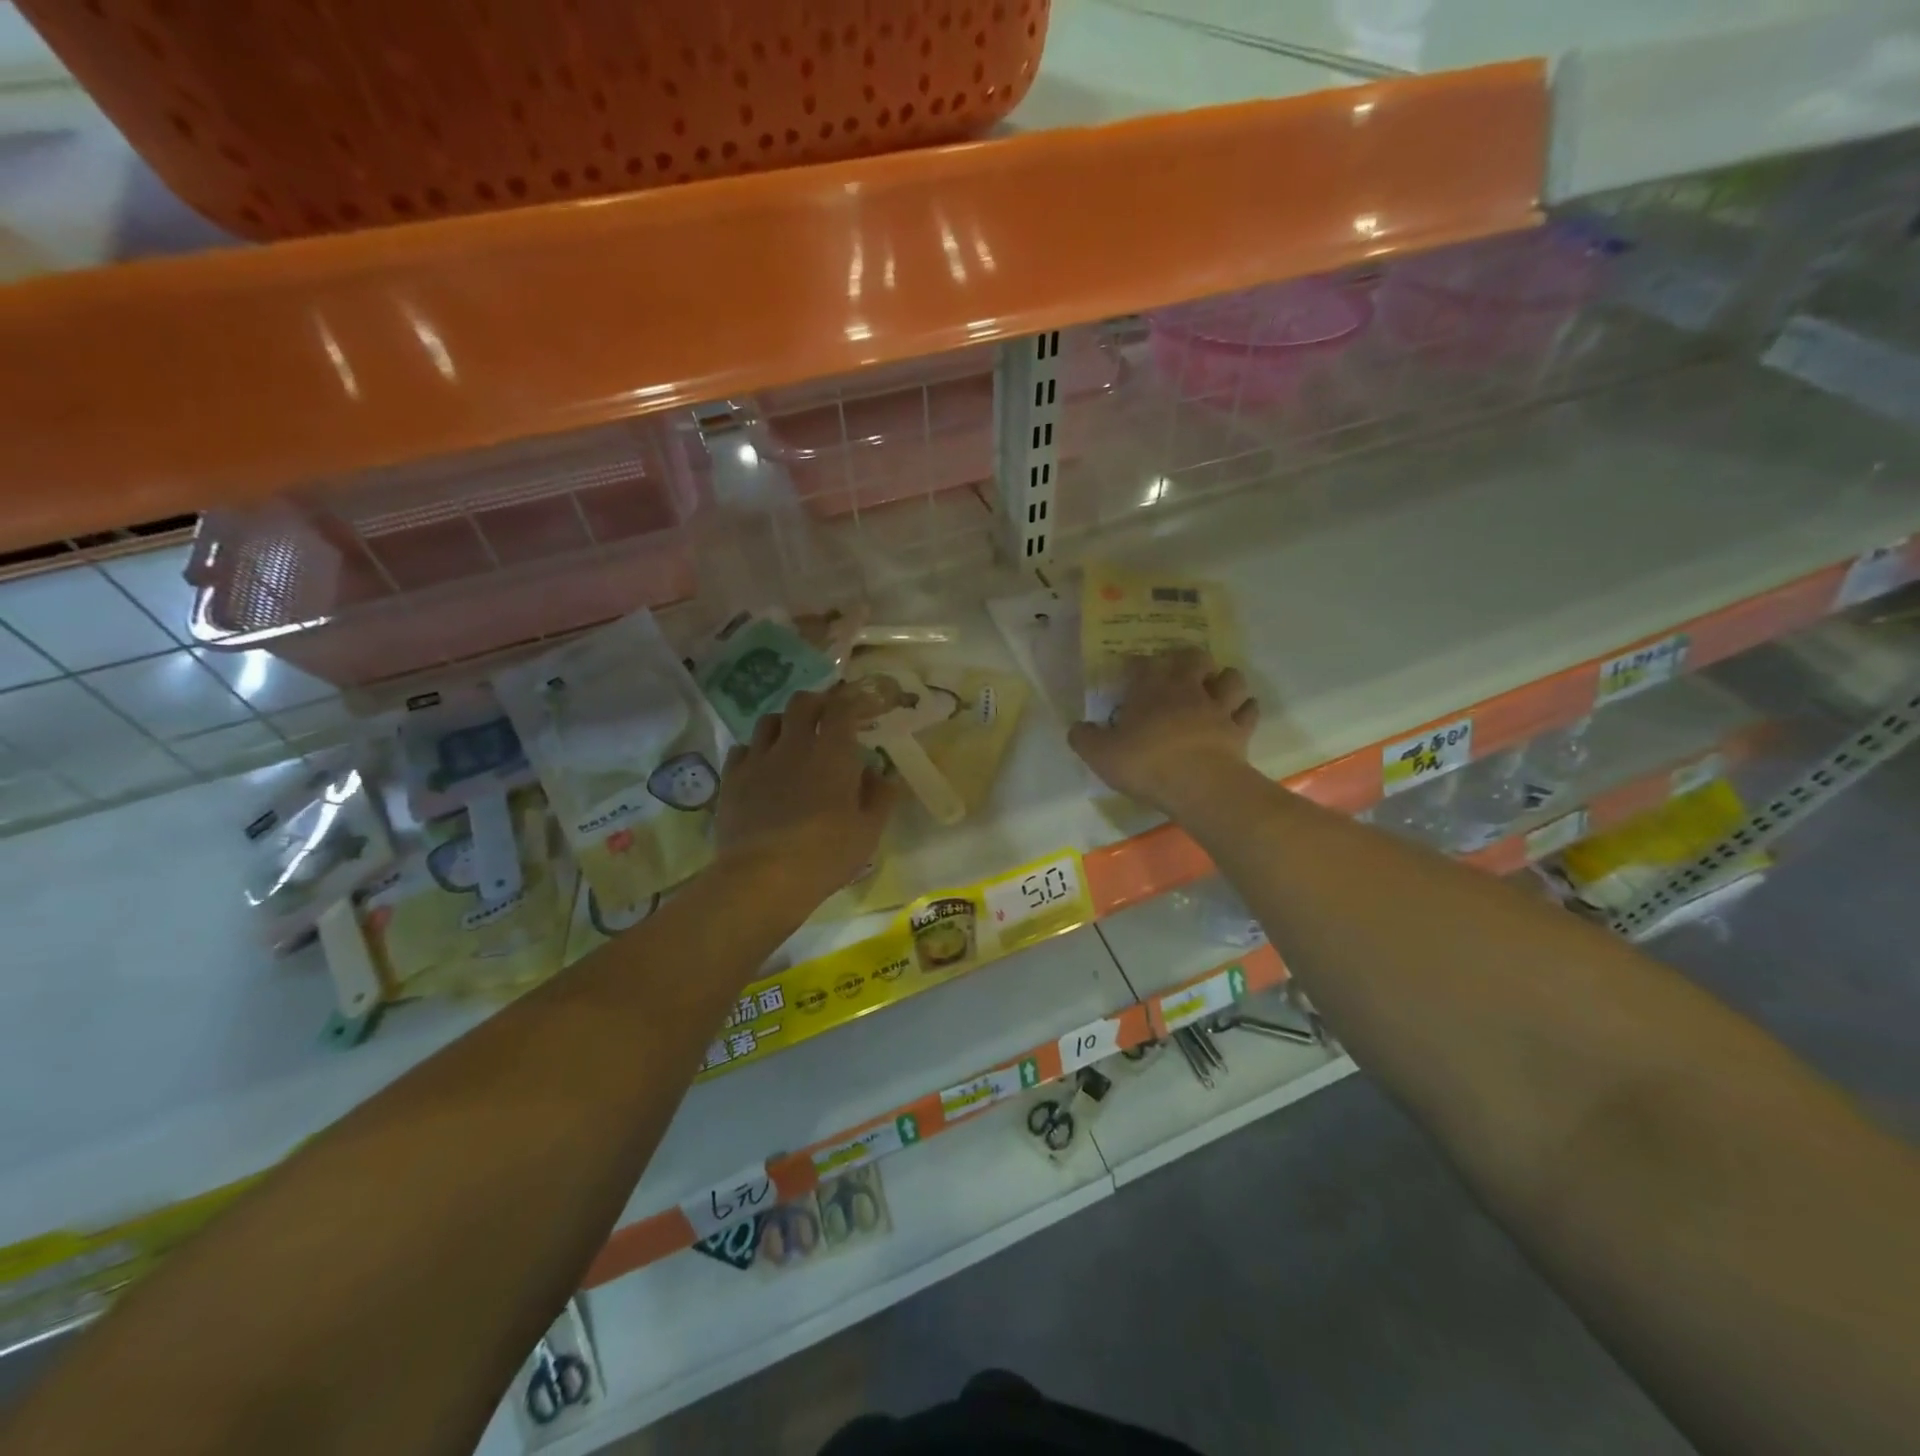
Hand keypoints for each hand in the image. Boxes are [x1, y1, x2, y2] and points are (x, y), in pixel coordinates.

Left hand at [715, 689, 899, 908]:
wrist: (763, 877)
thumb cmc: (826, 854)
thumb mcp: (869, 830)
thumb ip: (880, 796)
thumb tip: (882, 774)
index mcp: (833, 753)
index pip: (842, 708)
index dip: (853, 702)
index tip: (861, 708)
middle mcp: (794, 744)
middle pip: (802, 703)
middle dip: (817, 703)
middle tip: (826, 717)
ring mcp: (758, 759)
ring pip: (768, 720)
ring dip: (784, 723)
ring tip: (791, 739)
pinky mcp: (732, 778)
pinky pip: (742, 749)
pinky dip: (755, 750)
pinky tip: (761, 767)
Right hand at [1068, 649, 1258, 815]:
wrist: (1199, 785)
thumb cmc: (1146, 763)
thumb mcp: (1100, 755)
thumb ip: (1084, 738)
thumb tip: (1078, 728)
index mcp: (1150, 688)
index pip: (1141, 663)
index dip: (1134, 665)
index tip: (1129, 673)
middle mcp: (1187, 688)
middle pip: (1194, 658)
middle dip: (1188, 660)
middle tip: (1180, 673)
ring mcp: (1218, 707)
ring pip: (1230, 678)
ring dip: (1224, 679)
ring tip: (1216, 688)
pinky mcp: (1240, 729)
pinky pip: (1248, 711)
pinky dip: (1245, 709)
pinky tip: (1238, 714)